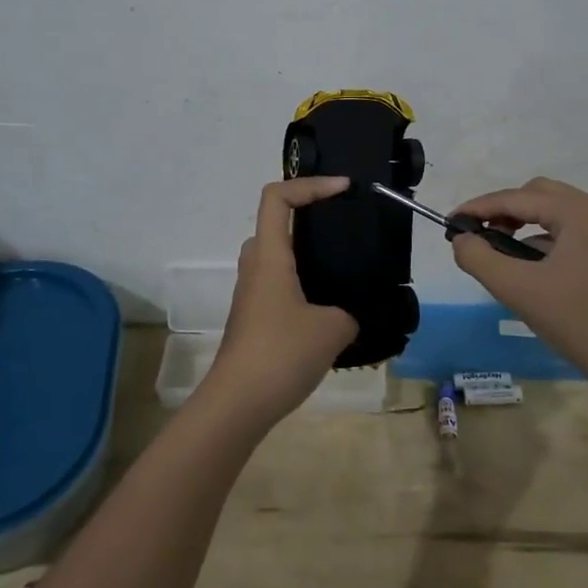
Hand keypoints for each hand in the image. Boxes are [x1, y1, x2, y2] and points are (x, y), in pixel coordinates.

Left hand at [205, 176, 358, 422]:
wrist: (238, 403)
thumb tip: (347, 316)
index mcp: (270, 256)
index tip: (344, 190)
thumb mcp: (333, 329)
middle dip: (310, 215)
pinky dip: (303, 281)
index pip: (278, 196)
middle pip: (275, 222)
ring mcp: (251, 293)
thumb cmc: (281, 353)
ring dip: (307, 252)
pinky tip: (330, 306)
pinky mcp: (254, 317)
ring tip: (344, 266)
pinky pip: (279, 283)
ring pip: (278, 256)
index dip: (310, 184)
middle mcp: (255, 267)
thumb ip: (349, 312)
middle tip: (345, 226)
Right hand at [448, 176, 587, 385]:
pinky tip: (529, 264)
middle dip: (502, 210)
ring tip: (498, 250)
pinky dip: (543, 237)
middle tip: (476, 236)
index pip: (516, 198)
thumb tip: (462, 239)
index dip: (478, 207)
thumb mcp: (518, 289)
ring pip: (554, 211)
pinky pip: (570, 229)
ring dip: (522, 223)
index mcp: (579, 211)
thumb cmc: (579, 322)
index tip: (449, 222)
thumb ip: (479, 258)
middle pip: (537, 194)